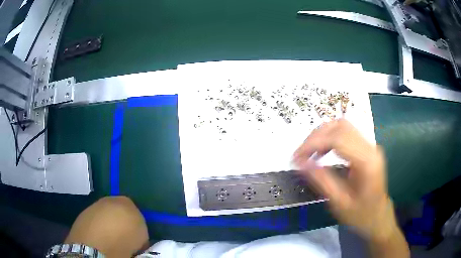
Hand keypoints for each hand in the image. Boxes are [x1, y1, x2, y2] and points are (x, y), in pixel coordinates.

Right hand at [293, 119, 393, 241]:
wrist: (378, 215)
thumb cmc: (360, 214)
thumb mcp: (339, 202)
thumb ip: (321, 180)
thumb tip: (300, 162)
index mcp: (367, 162)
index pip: (338, 139)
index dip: (314, 143)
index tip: (296, 156)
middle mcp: (371, 147)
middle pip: (341, 127)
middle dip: (316, 136)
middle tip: (301, 154)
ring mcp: (370, 145)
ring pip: (343, 126)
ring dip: (323, 135)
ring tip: (309, 152)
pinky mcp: (367, 147)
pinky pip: (346, 133)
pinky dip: (330, 137)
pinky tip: (322, 151)